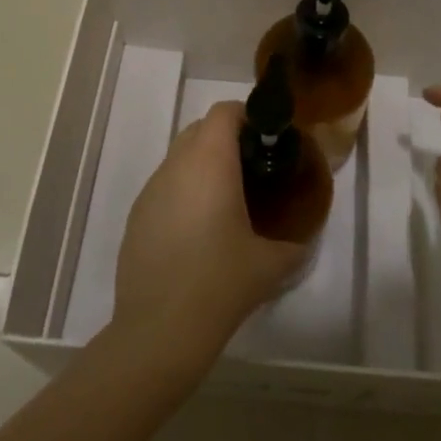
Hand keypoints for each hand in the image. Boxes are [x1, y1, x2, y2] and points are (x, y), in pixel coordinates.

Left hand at [109, 102, 307, 378]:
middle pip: (200, 129)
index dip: (247, 116)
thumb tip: (303, 239)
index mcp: (210, 163)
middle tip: (252, 168)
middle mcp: (176, 166)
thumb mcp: (272, 263)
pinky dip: (184, 191)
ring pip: (179, 157)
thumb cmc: (221, 283)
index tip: (268, 138)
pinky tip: (197, 231)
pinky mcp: (137, 216)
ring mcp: (151, 190)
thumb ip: (295, 242)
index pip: (224, 112)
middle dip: (226, 138)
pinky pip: (164, 186)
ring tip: (226, 200)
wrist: (160, 329)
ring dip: (203, 165)